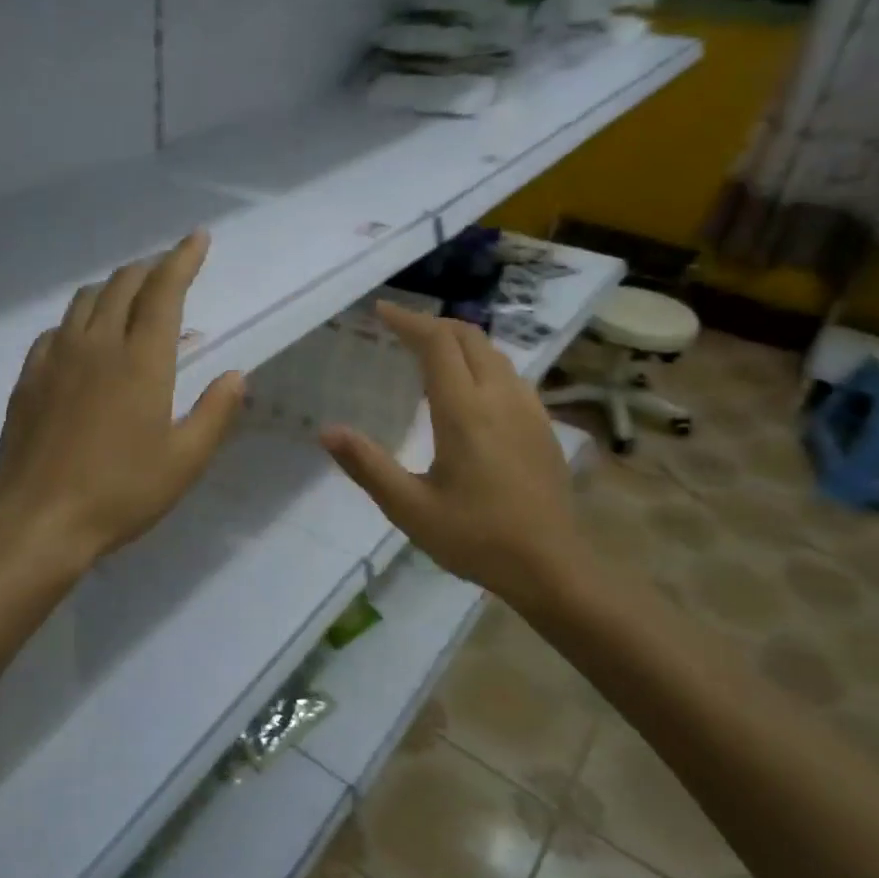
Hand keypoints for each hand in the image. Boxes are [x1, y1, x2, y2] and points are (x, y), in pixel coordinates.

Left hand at [0, 230, 245, 565]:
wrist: (37, 521)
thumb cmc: (120, 493)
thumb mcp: (185, 461)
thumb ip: (215, 412)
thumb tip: (236, 375)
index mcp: (141, 361)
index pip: (164, 291)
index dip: (183, 258)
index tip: (198, 237)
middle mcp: (96, 345)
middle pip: (122, 285)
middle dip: (149, 270)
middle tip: (168, 272)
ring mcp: (55, 358)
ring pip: (85, 300)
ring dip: (113, 289)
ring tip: (131, 300)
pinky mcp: (29, 378)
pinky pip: (57, 330)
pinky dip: (80, 321)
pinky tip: (84, 341)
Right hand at [320, 302, 587, 613]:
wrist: (551, 567)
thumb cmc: (475, 538)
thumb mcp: (410, 509)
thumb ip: (368, 466)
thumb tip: (327, 431)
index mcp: (464, 412)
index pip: (437, 343)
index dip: (409, 321)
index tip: (381, 310)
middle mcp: (500, 397)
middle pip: (469, 337)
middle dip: (433, 324)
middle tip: (400, 328)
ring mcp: (528, 409)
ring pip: (493, 353)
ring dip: (460, 341)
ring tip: (430, 351)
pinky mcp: (543, 425)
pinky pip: (509, 374)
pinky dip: (482, 362)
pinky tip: (471, 388)